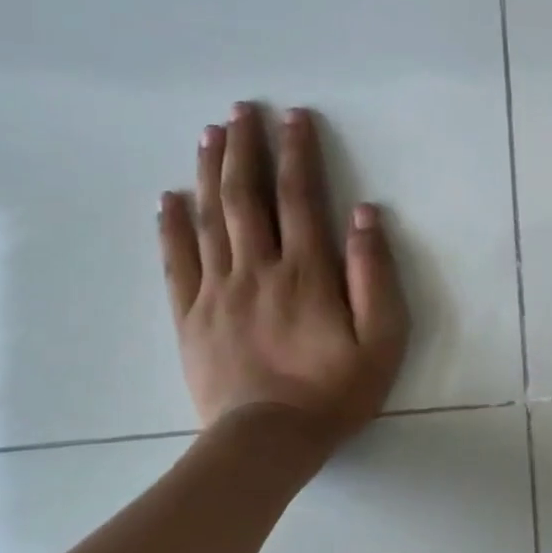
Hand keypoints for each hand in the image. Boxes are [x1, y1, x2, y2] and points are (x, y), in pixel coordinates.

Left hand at [157, 102, 408, 448]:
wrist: (268, 443)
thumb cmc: (336, 390)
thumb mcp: (382, 337)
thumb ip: (374, 274)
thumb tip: (364, 215)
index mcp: (307, 272)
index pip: (300, 197)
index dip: (297, 153)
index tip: (294, 117)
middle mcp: (258, 269)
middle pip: (248, 196)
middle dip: (246, 148)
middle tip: (242, 109)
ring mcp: (218, 291)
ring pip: (210, 219)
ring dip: (210, 172)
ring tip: (210, 134)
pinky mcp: (190, 317)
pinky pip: (176, 262)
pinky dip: (171, 226)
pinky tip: (169, 198)